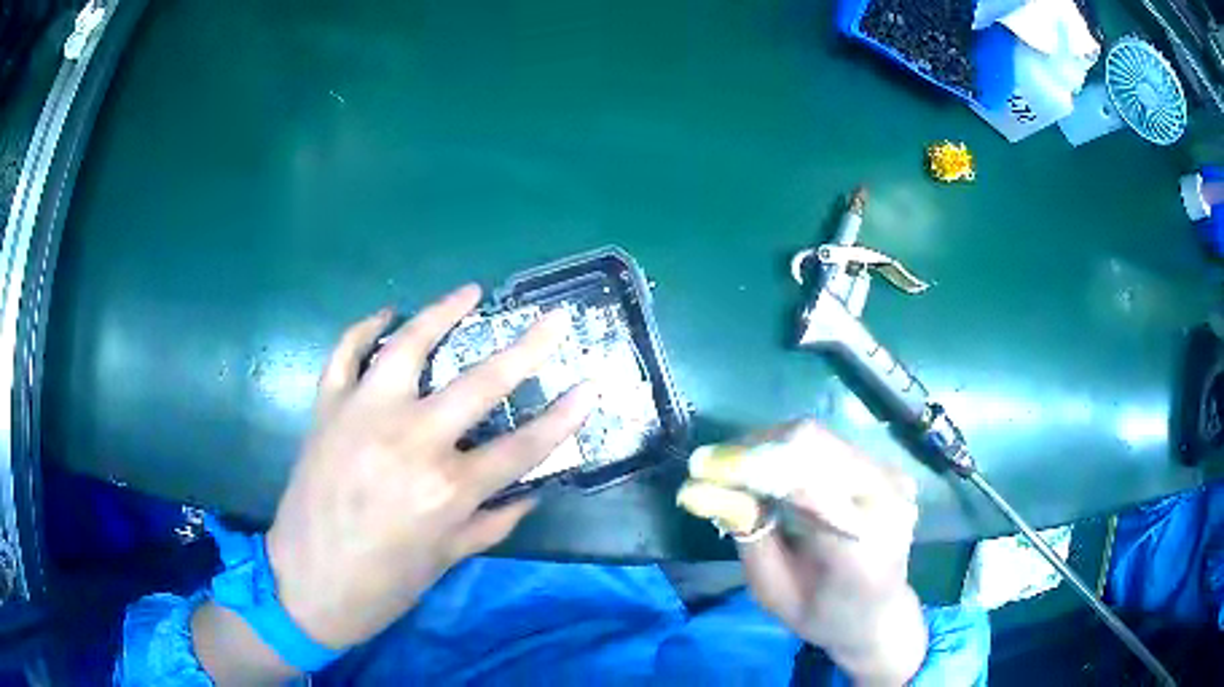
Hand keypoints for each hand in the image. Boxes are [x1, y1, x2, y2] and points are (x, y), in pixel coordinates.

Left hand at [265, 285, 594, 649]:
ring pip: (408, 347)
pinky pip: (344, 353)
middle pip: (481, 383)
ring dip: (442, 312)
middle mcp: (410, 442)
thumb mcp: (446, 561)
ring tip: (469, 292)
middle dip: (527, 347)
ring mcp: (362, 417)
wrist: (305, 587)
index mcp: (446, 490)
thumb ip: (493, 522)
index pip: (522, 447)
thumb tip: (531, 492)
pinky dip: (364, 329)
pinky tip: (387, 316)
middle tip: (553, 318)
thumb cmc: (382, 586)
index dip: (564, 418)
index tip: (589, 387)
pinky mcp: (327, 410)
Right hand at [686, 420, 926, 684]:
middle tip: (709, 468)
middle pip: (813, 445)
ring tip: (733, 469)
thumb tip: (695, 489)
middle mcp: (887, 498)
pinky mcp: (887, 467)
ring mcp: (893, 477)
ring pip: (818, 437)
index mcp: (863, 546)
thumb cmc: (822, 614)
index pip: (805, 486)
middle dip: (753, 450)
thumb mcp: (772, 590)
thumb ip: (745, 534)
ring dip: (767, 447)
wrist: (878, 613)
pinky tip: (766, 470)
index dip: (750, 468)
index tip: (700, 470)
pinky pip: (828, 444)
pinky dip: (787, 451)